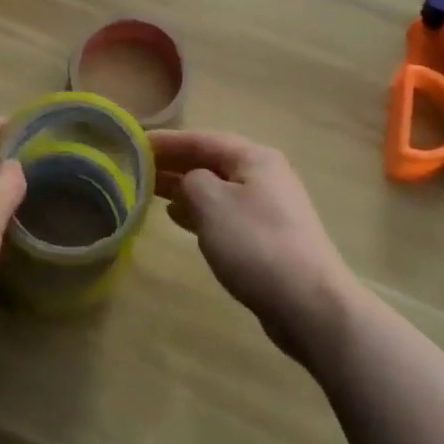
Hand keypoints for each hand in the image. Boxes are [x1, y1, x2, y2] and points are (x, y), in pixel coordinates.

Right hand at [152, 131, 356, 366]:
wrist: (310, 304)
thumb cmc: (256, 244)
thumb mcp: (212, 203)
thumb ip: (190, 181)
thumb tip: (188, 183)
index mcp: (253, 157)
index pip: (201, 139)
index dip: (166, 141)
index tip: (132, 142)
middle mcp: (264, 174)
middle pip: (210, 161)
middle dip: (174, 163)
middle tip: (136, 168)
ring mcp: (268, 206)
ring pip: (216, 187)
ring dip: (184, 187)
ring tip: (150, 191)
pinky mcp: (268, 236)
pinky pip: (225, 212)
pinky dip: (199, 211)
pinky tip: (179, 218)